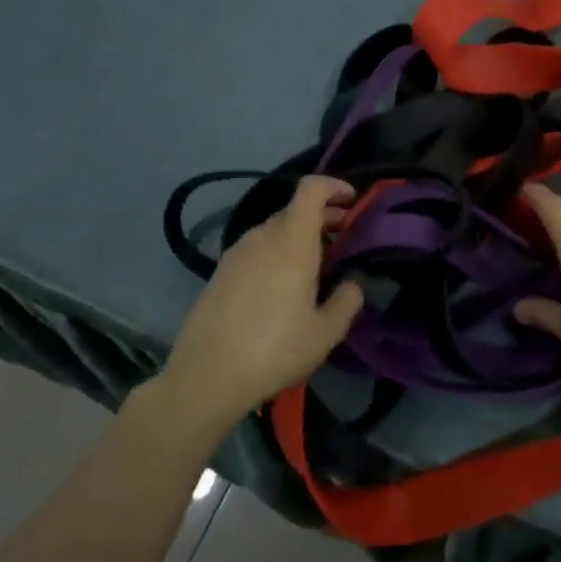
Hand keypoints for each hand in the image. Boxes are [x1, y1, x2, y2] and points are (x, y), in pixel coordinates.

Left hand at [166, 176, 363, 416]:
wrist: (207, 376)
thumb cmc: (276, 349)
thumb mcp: (326, 332)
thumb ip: (347, 300)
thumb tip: (352, 283)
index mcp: (292, 241)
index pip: (311, 189)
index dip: (334, 186)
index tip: (352, 201)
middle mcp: (262, 237)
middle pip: (295, 210)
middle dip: (323, 217)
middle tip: (343, 240)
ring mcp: (237, 253)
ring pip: (274, 231)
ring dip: (298, 237)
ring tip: (315, 267)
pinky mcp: (220, 272)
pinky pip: (256, 249)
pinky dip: (276, 253)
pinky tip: (282, 287)